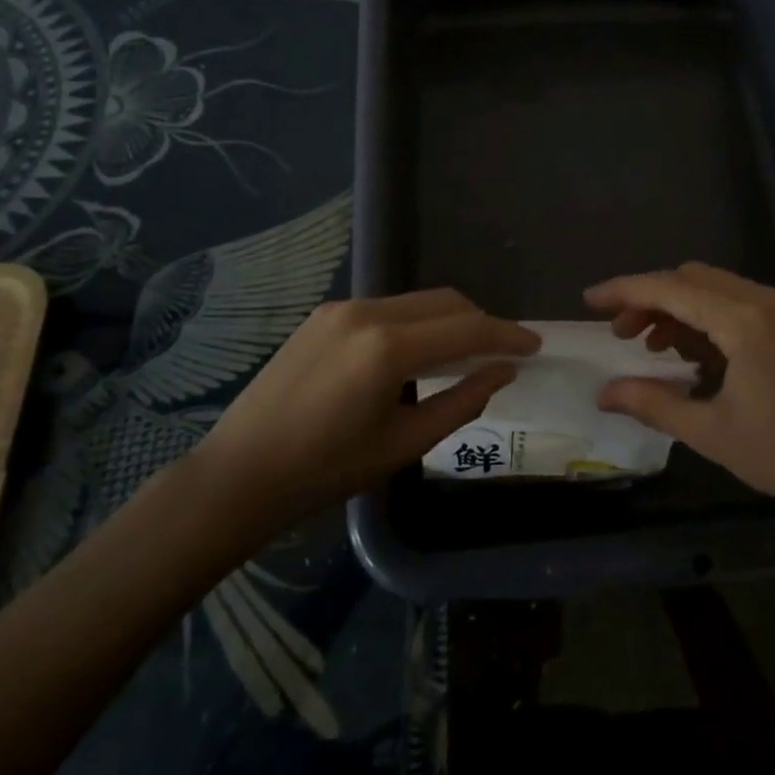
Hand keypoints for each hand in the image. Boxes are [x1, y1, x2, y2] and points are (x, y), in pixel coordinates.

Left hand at [199, 289, 539, 516]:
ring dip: (448, 321)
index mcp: (387, 347)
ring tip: (463, 355)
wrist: (239, 473)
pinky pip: (387, 308)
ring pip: (416, 302)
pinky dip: (415, 323)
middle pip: (445, 302)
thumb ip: (462, 402)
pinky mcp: (323, 314)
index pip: (466, 329)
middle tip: (503, 353)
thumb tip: (502, 372)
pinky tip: (416, 354)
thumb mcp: (404, 444)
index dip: (506, 335)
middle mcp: (366, 312)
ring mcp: (340, 308)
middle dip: (480, 323)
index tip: (535, 345)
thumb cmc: (325, 471)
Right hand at [585, 263, 774, 522]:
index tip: (588, 301)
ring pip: (714, 287)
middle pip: (691, 278)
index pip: (670, 288)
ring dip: (676, 306)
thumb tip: (603, 394)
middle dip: (649, 298)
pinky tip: (692, 352)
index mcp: (744, 320)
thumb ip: (652, 405)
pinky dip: (705, 316)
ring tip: (650, 346)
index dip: (624, 291)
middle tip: (620, 335)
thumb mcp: (712, 433)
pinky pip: (736, 302)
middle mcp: (765, 300)